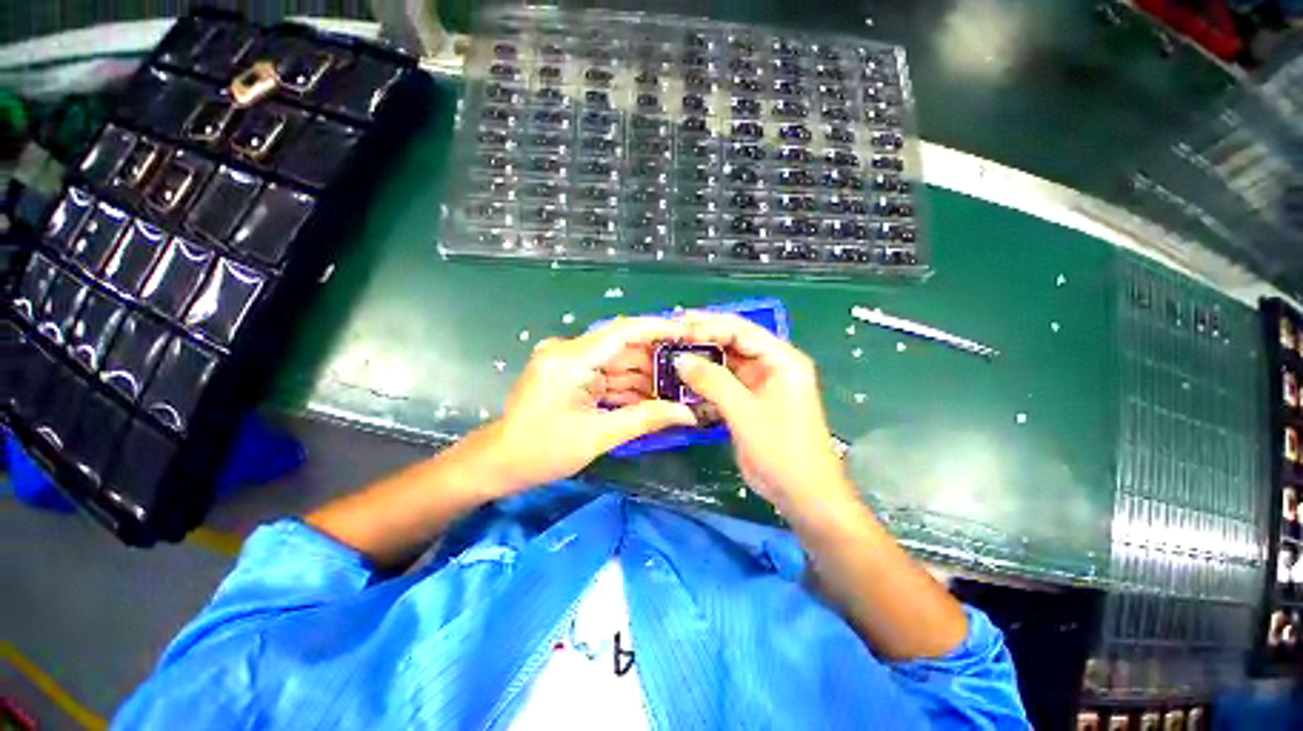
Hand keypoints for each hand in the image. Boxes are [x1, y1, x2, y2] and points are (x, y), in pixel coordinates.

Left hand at [481, 316, 697, 492]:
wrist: (500, 462)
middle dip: (655, 363)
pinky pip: (607, 375)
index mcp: (570, 359)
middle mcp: (569, 351)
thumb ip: (646, 419)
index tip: (687, 333)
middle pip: (622, 348)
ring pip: (617, 363)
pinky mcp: (571, 374)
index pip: (621, 331)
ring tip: (677, 391)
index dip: (656, 329)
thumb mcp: (599, 435)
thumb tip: (688, 415)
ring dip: (644, 378)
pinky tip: (651, 401)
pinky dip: (627, 388)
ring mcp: (569, 362)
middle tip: (689, 374)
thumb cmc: (542, 451)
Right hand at [675, 312, 855, 521]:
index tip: (677, 328)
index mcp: (781, 359)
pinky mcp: (749, 400)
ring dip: (700, 359)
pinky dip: (704, 380)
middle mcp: (771, 364)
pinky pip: (724, 382)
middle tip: (668, 336)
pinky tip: (683, 379)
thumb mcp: (745, 412)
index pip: (740, 329)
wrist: (803, 494)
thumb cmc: (781, 450)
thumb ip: (712, 381)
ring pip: (725, 362)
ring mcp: (760, 383)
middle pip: (732, 341)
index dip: (708, 325)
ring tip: (670, 354)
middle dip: (701, 338)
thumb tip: (680, 359)